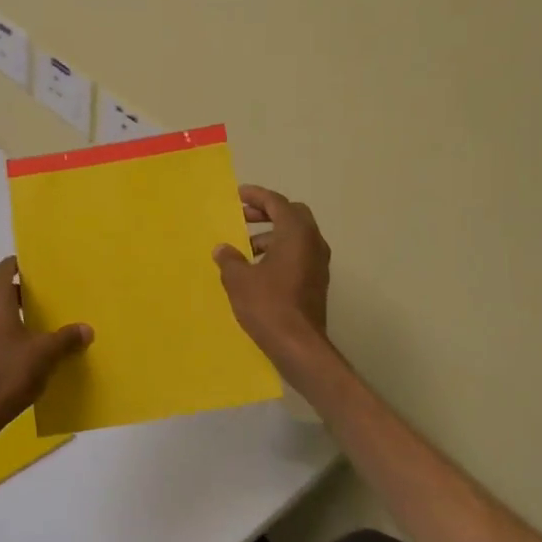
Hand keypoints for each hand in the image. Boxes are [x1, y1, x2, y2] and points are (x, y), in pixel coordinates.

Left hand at [0, 257, 91, 446]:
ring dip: (1, 316)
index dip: (16, 266)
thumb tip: (86, 329)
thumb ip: (66, 339)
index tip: (31, 268)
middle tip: (36, 301)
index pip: (2, 270)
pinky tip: (5, 355)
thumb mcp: (45, 356)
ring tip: (24, 328)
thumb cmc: (8, 375)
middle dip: (13, 294)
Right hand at [214, 185, 331, 369]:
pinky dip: (280, 251)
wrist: (299, 346)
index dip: (256, 196)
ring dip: (272, 234)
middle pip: (292, 215)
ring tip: (245, 247)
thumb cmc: (268, 305)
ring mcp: (318, 263)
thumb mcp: (239, 280)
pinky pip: (298, 254)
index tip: (238, 195)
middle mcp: (313, 243)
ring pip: (296, 236)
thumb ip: (229, 259)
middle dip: (267, 212)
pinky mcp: (317, 282)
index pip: (277, 203)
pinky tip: (258, 268)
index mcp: (296, 234)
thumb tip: (223, 249)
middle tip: (243, 217)